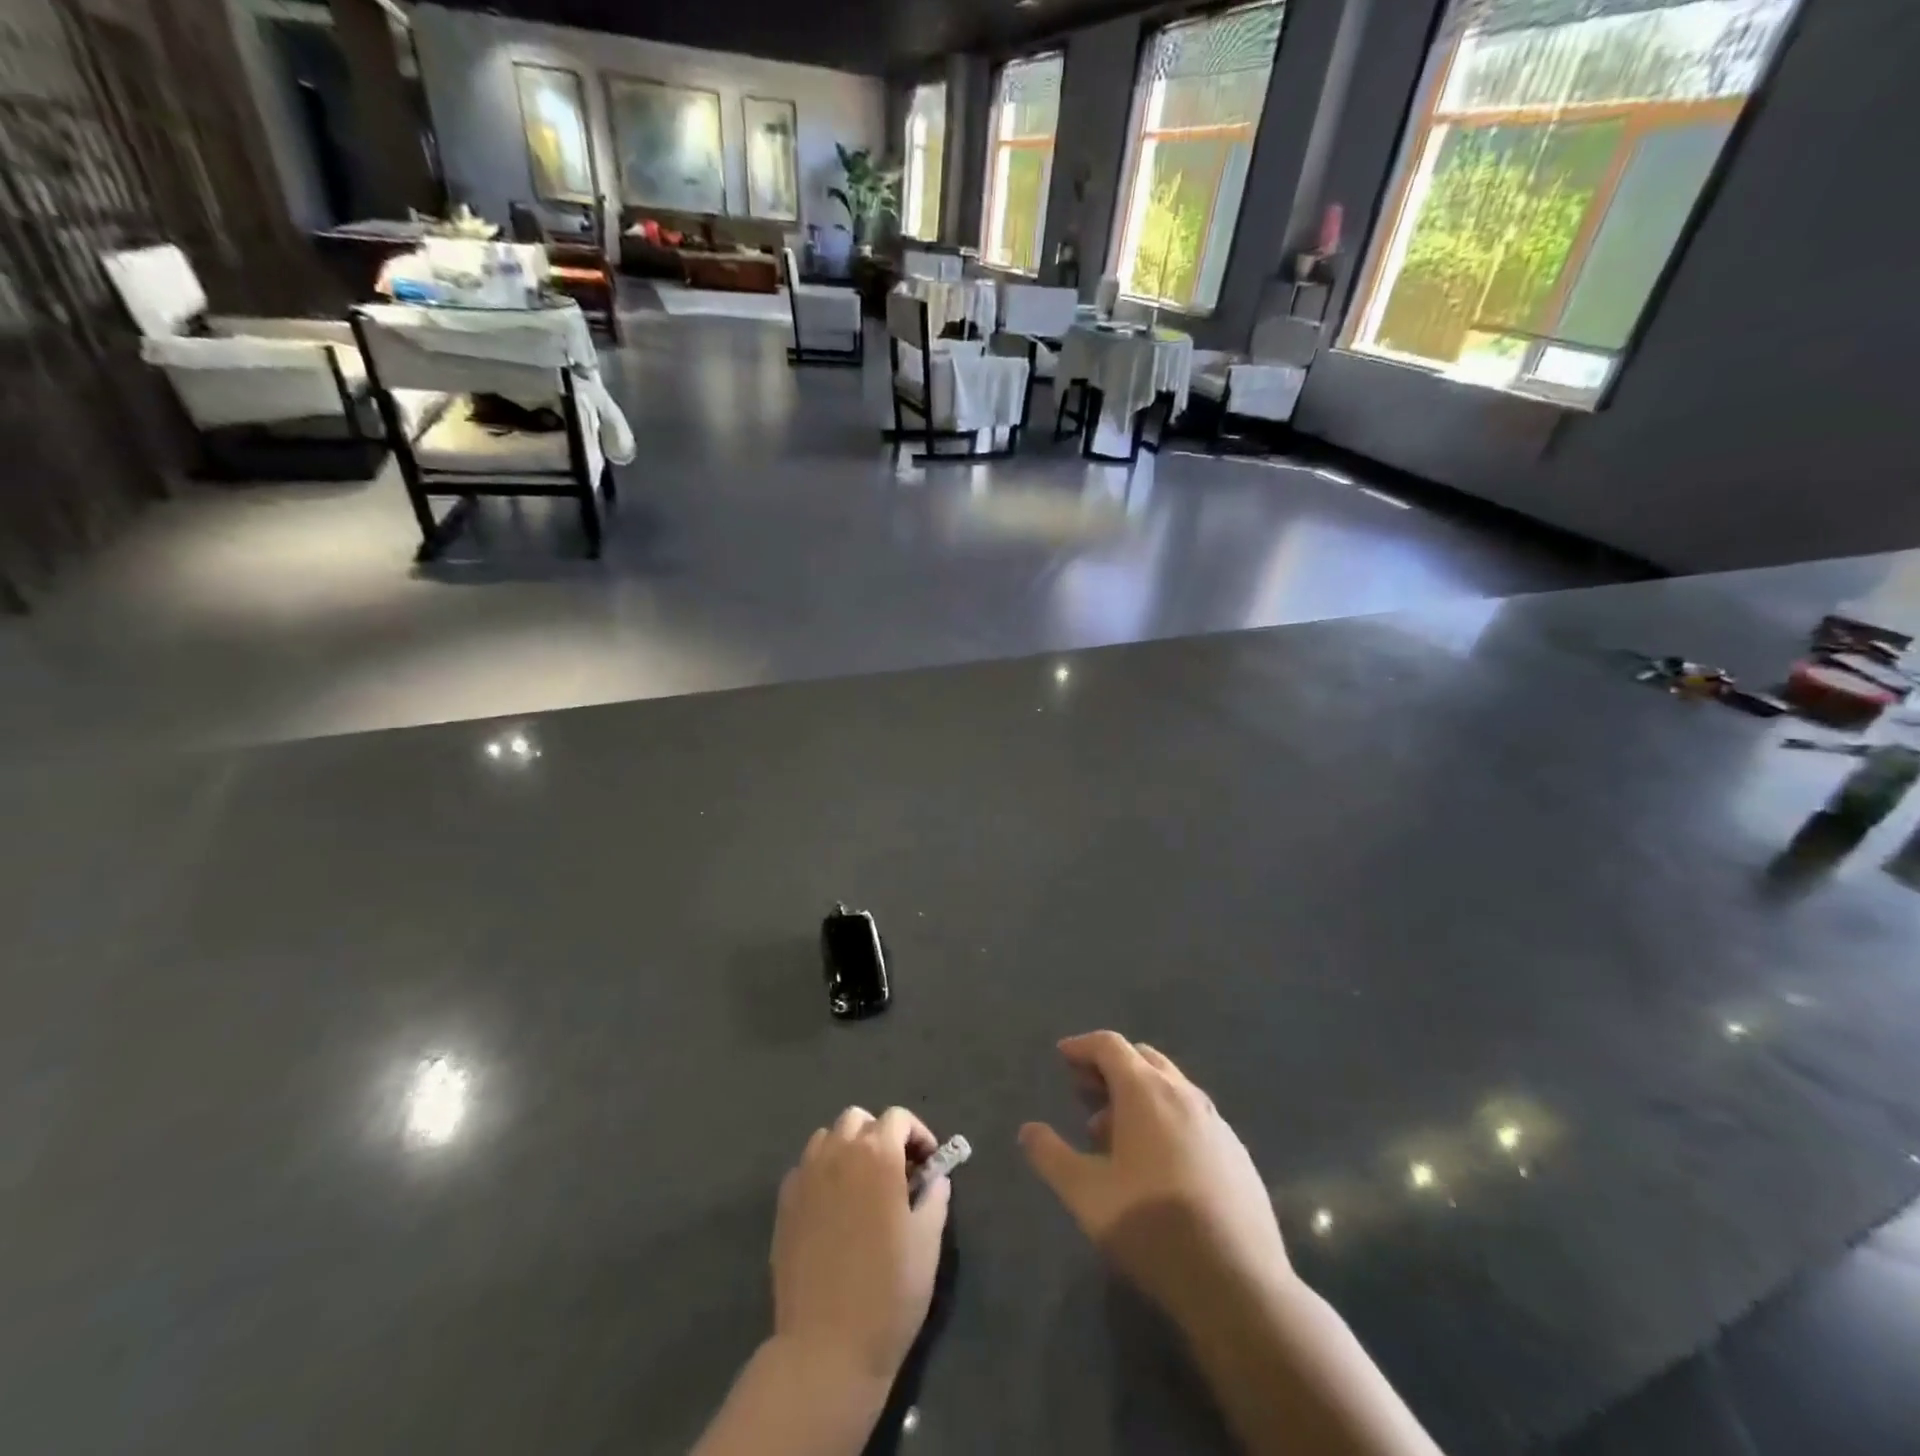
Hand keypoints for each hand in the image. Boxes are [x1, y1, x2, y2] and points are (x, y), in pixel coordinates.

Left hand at [772, 1106, 952, 1385]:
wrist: (826, 1346)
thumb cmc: (888, 1292)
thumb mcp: (927, 1242)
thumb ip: (934, 1198)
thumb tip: (935, 1179)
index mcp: (877, 1154)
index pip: (898, 1118)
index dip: (917, 1135)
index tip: (927, 1164)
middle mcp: (838, 1152)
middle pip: (858, 1120)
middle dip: (879, 1135)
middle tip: (895, 1172)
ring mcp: (806, 1176)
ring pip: (828, 1137)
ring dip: (848, 1148)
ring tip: (862, 1185)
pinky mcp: (784, 1203)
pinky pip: (806, 1168)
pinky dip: (822, 1172)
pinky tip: (833, 1207)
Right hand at [1019, 1032, 1291, 1319]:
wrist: (1238, 1284)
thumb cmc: (1152, 1227)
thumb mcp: (1086, 1195)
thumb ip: (1051, 1156)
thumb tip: (1028, 1130)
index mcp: (1146, 1091)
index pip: (1110, 1045)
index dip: (1082, 1045)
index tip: (1062, 1056)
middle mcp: (1184, 1093)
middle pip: (1143, 1058)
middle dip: (1110, 1066)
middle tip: (1085, 1091)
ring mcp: (1216, 1121)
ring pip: (1171, 1086)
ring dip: (1138, 1093)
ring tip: (1114, 1133)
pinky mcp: (1237, 1152)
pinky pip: (1193, 1115)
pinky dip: (1167, 1117)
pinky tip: (1158, 1161)